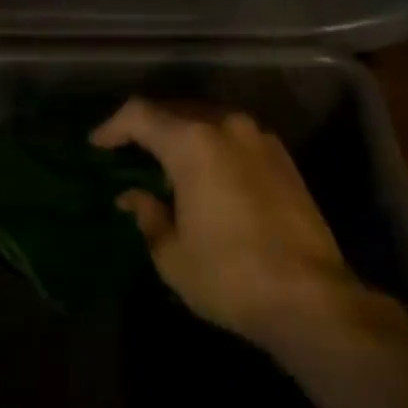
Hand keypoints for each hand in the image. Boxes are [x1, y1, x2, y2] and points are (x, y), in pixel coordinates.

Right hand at [92, 99, 357, 348]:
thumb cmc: (229, 276)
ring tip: (166, 164)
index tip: (97, 145)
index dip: (113, 126)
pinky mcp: (282, 157)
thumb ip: (148, 215)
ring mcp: (260, 139)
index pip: (140, 115)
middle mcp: (227, 127)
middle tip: (127, 153)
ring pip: (208, 120)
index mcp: (193, 143)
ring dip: (182, 135)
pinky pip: (234, 137)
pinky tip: (205, 175)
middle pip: (175, 110)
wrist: (310, 296)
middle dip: (147, 127)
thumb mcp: (172, 254)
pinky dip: (211, 146)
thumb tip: (133, 197)